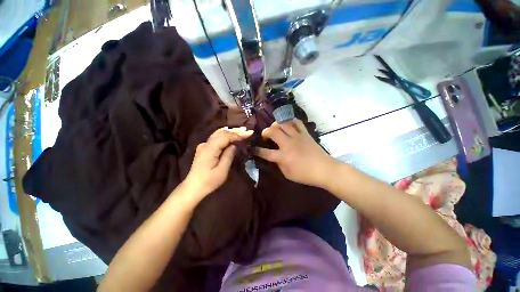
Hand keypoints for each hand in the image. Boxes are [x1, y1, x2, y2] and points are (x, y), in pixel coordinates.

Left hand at [183, 127, 252, 200]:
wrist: (193, 187)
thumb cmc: (209, 181)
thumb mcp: (222, 171)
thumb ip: (229, 155)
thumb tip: (234, 145)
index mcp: (209, 149)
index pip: (225, 137)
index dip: (237, 135)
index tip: (249, 134)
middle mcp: (205, 144)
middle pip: (221, 132)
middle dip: (235, 131)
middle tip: (247, 131)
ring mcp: (204, 145)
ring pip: (218, 134)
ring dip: (231, 132)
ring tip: (242, 132)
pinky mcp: (204, 148)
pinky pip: (216, 138)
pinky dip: (225, 136)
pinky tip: (232, 136)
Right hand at [254, 119, 337, 187]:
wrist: (324, 169)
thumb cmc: (305, 175)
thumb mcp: (287, 174)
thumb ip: (278, 164)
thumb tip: (274, 156)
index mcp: (283, 157)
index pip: (265, 152)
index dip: (257, 150)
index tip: (252, 148)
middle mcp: (288, 144)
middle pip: (273, 132)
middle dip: (265, 131)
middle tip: (265, 135)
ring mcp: (297, 137)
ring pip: (283, 124)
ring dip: (276, 124)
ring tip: (274, 128)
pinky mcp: (305, 133)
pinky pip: (296, 122)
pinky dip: (290, 121)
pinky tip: (287, 124)